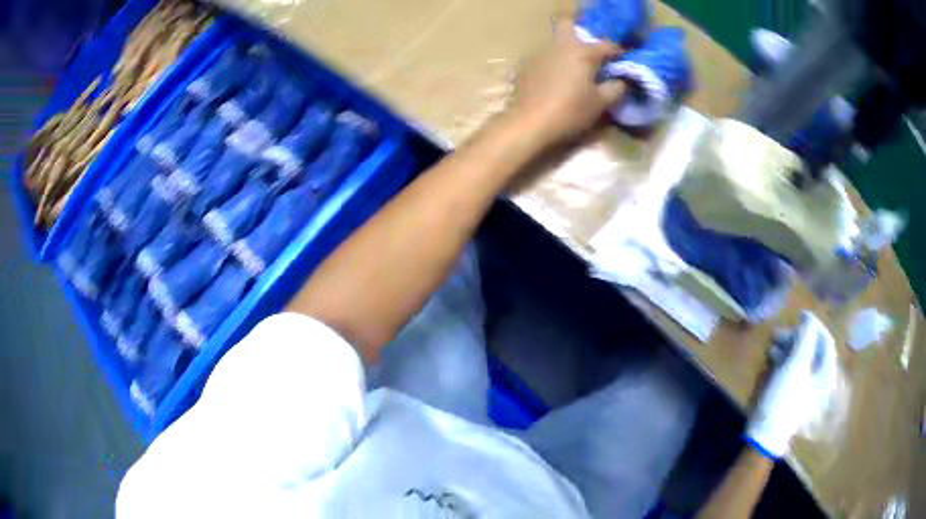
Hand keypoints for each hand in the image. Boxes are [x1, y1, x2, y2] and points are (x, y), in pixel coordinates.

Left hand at [507, 17, 625, 146]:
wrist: (529, 123)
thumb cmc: (570, 111)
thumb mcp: (600, 103)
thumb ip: (616, 88)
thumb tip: (623, 80)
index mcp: (582, 52)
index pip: (606, 45)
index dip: (618, 52)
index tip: (623, 60)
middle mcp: (560, 45)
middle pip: (568, 25)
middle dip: (581, 34)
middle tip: (591, 54)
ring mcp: (539, 53)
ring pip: (555, 42)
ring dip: (567, 51)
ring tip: (574, 70)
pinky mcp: (525, 65)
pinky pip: (544, 57)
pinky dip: (553, 63)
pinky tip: (555, 80)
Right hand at [746, 312, 838, 458]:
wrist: (766, 434)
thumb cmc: (785, 398)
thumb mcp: (796, 365)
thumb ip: (806, 339)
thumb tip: (810, 319)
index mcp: (826, 373)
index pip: (826, 341)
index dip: (815, 325)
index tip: (800, 315)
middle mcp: (821, 379)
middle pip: (814, 350)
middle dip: (798, 338)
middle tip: (781, 332)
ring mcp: (808, 389)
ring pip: (803, 359)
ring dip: (789, 348)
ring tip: (773, 343)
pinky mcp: (795, 395)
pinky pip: (795, 370)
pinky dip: (786, 361)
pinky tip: (773, 357)